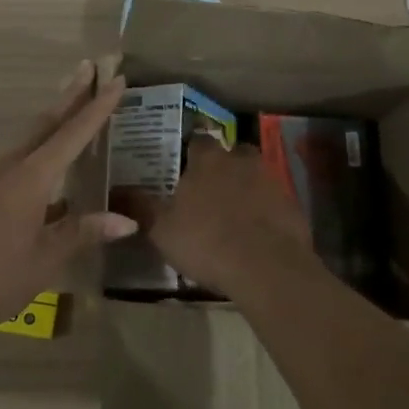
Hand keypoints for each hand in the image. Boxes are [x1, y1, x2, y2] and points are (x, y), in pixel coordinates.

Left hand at [0, 60, 133, 333]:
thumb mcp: (44, 260)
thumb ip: (82, 233)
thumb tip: (127, 219)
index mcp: (31, 178)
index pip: (72, 134)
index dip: (97, 107)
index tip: (115, 79)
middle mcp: (9, 167)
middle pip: (46, 123)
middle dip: (70, 95)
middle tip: (89, 67)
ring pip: (28, 140)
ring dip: (53, 121)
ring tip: (73, 108)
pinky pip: (14, 162)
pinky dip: (37, 151)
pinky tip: (45, 173)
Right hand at [115, 137, 320, 300]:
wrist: (267, 267)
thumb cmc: (207, 241)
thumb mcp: (162, 229)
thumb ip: (140, 208)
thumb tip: (115, 191)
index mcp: (208, 160)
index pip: (198, 140)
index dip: (191, 151)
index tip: (184, 164)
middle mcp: (241, 161)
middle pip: (233, 152)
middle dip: (224, 164)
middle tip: (211, 187)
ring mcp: (272, 181)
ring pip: (256, 175)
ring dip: (247, 187)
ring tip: (234, 212)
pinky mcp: (293, 207)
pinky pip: (275, 202)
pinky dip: (266, 212)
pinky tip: (257, 233)